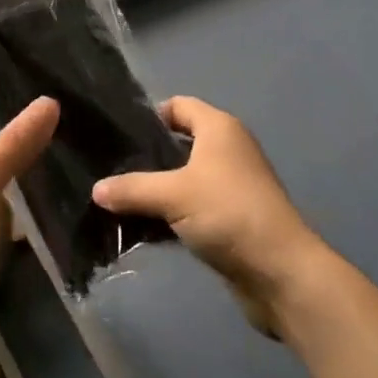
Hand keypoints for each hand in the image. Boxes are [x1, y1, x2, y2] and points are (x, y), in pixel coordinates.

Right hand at [92, 97, 330, 331]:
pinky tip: (144, 226)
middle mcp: (228, 149)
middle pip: (180, 142)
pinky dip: (172, 212)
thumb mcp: (173, 195)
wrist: (281, 272)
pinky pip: (193, 205)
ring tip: (121, 198)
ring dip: (158, 188)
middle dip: (148, 155)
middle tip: (112, 167)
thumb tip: (96, 189)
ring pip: (185, 177)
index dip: (149, 115)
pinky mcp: (232, 218)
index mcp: (219, 128)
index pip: (178, 105)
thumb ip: (132, 189)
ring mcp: (232, 185)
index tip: (118, 134)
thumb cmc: (228, 213)